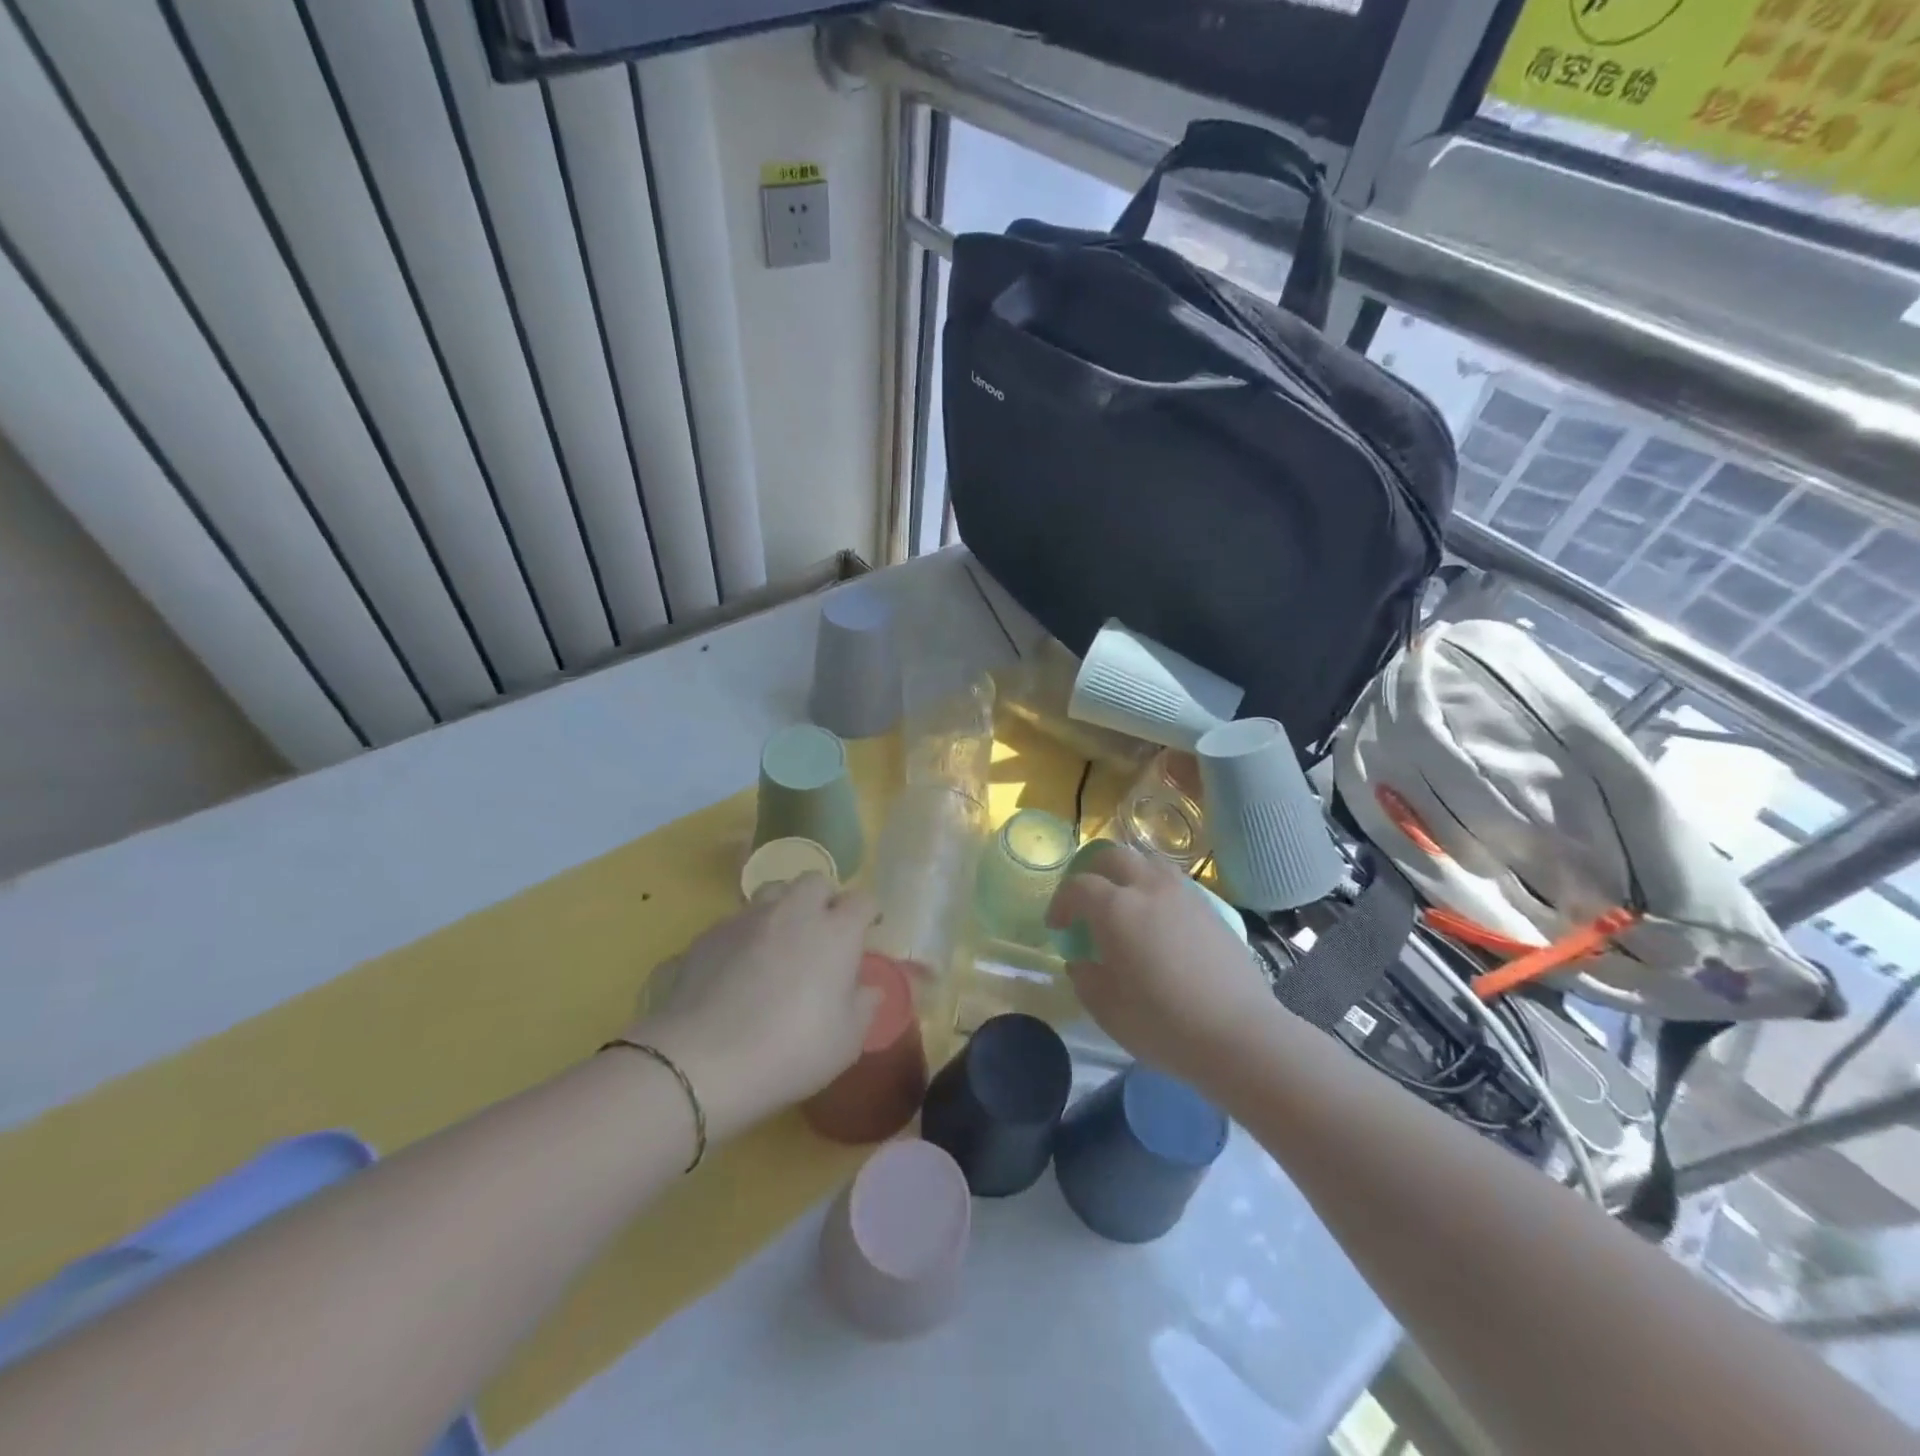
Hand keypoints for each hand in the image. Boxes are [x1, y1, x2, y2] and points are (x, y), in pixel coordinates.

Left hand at [630, 875, 879, 1140]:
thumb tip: (868, 989)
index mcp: (835, 932)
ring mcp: (747, 919)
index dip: (868, 913)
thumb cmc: (790, 1051)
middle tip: (822, 932)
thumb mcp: (845, 1042)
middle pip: (815, 881)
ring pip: (772, 892)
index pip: (862, 900)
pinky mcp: (708, 934)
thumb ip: (863, 1007)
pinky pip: (736, 921)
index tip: (868, 931)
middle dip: (824, 899)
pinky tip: (738, 968)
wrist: (701, 1062)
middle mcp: (794, 912)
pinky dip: (746, 935)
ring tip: (780, 941)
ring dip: (783, 907)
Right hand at [1046, 845, 1281, 1090]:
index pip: (1078, 886)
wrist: (1239, 1036)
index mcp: (1116, 908)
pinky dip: (1156, 891)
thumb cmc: (1163, 1024)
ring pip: (1149, 862)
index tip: (1058, 927)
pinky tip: (1159, 924)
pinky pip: (1175, 884)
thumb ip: (1086, 977)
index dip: (1061, 902)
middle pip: (1114, 856)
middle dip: (1092, 872)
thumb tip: (1082, 961)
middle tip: (1087, 902)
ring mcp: (1185, 895)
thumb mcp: (1107, 1009)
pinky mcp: (1211, 909)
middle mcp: (1149, 889)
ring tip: (1125, 905)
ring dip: (1128, 874)